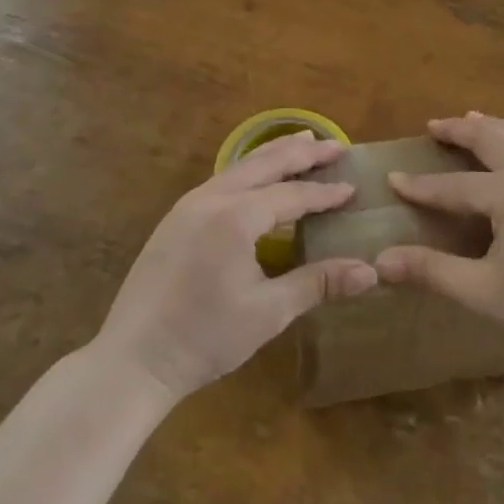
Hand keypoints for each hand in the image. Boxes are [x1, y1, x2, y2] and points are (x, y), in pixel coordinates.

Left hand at [96, 133, 377, 401]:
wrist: (133, 360)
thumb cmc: (205, 338)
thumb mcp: (269, 312)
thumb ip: (318, 283)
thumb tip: (370, 272)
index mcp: (237, 217)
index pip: (292, 195)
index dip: (325, 193)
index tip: (353, 188)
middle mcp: (213, 198)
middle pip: (266, 163)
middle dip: (303, 152)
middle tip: (335, 146)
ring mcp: (189, 205)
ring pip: (241, 166)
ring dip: (275, 154)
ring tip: (302, 143)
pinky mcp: (175, 217)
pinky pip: (222, 179)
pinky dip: (250, 170)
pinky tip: (258, 178)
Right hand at [375, 112, 503, 368]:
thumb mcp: (482, 291)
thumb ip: (431, 271)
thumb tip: (381, 262)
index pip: (453, 185)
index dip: (421, 185)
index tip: (393, 179)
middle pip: (491, 138)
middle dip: (459, 130)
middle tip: (435, 126)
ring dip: (494, 125)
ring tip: (473, 120)